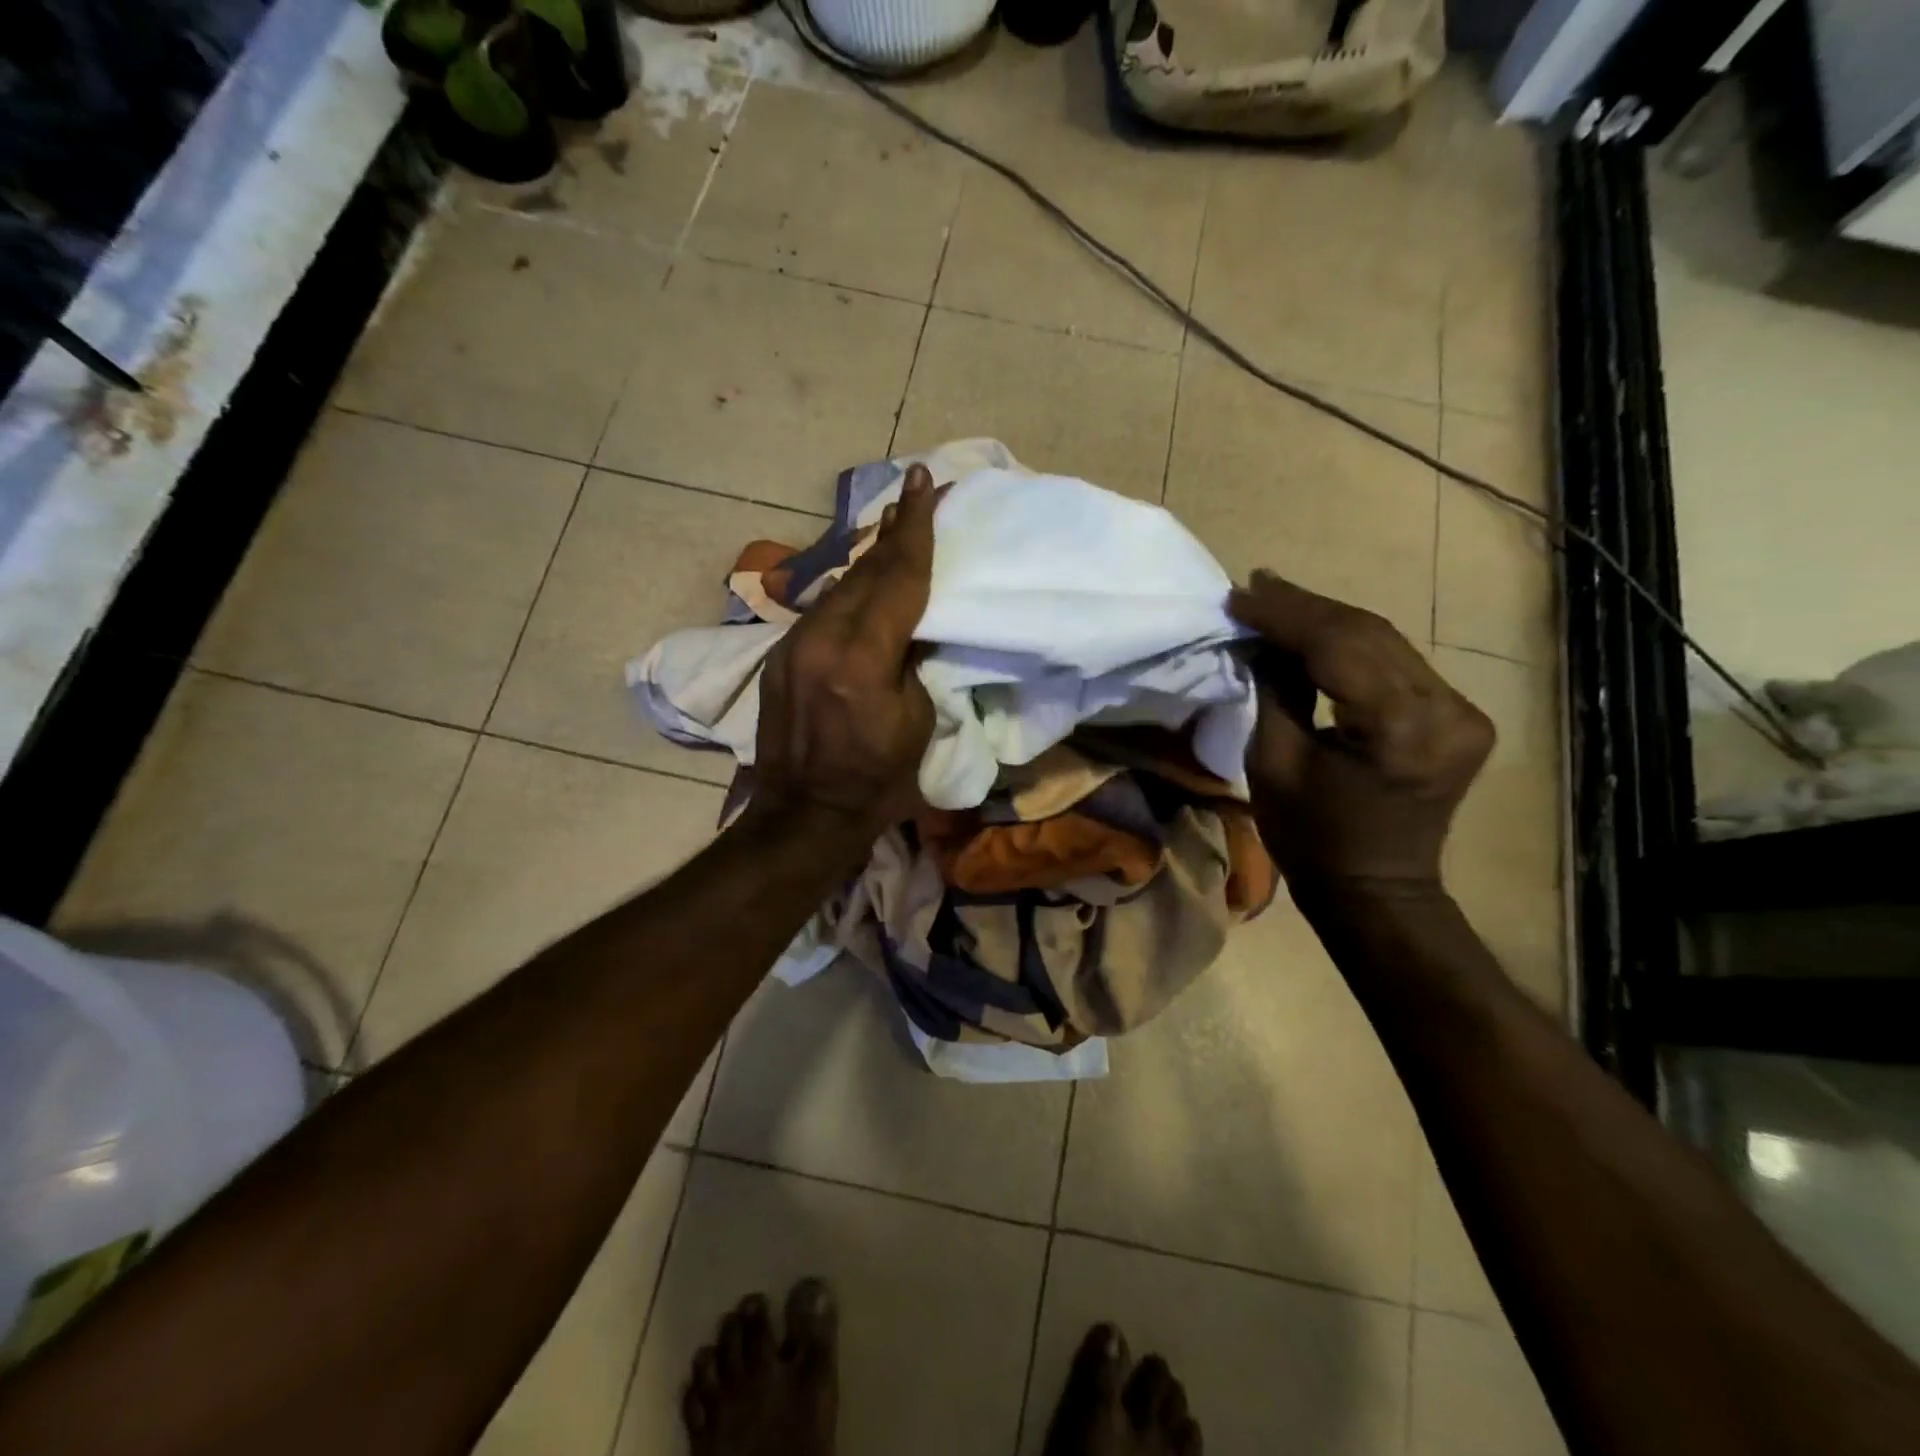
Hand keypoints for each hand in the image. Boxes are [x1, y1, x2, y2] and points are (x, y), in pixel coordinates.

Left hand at [749, 465, 939, 841]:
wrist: (805, 813)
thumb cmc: (876, 778)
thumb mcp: (916, 720)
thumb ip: (911, 660)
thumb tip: (912, 622)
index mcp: (861, 660)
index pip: (897, 579)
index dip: (915, 528)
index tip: (922, 481)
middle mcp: (821, 640)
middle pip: (865, 572)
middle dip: (893, 535)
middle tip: (915, 498)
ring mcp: (792, 646)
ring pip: (840, 587)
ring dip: (871, 562)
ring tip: (895, 534)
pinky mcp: (779, 656)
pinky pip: (823, 610)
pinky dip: (850, 593)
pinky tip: (865, 587)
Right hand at [1228, 572, 1493, 894]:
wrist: (1375, 889)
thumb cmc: (1311, 838)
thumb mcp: (1273, 762)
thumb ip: (1273, 688)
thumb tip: (1260, 638)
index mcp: (1398, 728)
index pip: (1338, 645)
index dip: (1284, 615)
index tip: (1240, 594)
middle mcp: (1446, 710)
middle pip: (1368, 634)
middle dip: (1305, 608)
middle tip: (1255, 586)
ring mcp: (1463, 711)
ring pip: (1386, 642)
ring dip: (1328, 620)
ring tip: (1276, 599)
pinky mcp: (1461, 716)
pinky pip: (1398, 665)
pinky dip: (1353, 645)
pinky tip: (1317, 631)